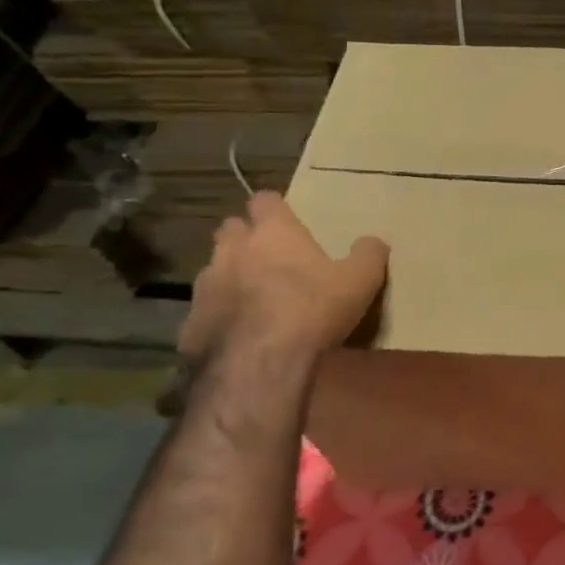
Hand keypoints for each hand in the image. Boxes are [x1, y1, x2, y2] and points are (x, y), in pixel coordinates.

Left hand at [178, 191, 388, 363]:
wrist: (260, 365)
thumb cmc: (314, 309)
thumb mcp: (361, 281)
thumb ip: (369, 255)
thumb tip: (373, 241)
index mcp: (273, 233)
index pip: (264, 200)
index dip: (274, 208)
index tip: (285, 218)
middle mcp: (232, 250)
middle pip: (230, 228)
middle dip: (245, 237)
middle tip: (269, 255)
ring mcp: (205, 286)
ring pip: (213, 268)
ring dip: (229, 275)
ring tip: (251, 296)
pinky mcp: (190, 323)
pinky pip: (204, 310)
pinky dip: (219, 315)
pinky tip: (237, 332)